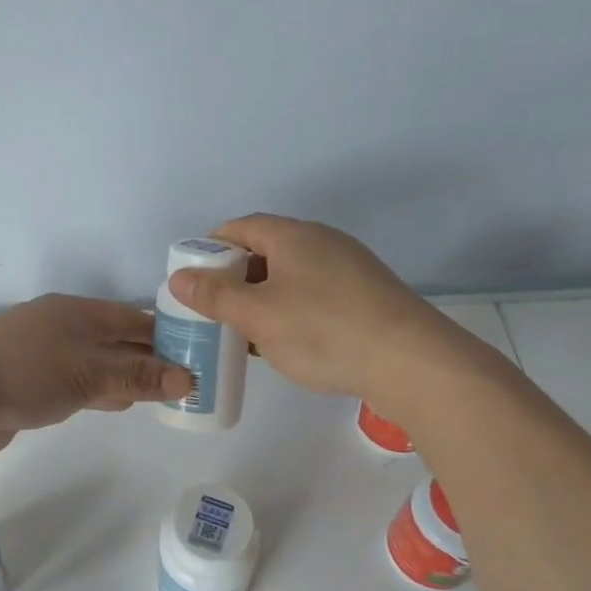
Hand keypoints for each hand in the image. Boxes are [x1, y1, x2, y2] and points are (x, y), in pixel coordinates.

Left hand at [0, 294, 193, 454]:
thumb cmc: (26, 374)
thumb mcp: (89, 373)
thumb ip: (137, 376)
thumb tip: (187, 378)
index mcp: (75, 312)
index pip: (132, 319)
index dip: (165, 334)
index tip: (197, 350)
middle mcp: (60, 327)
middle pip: (115, 340)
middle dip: (148, 357)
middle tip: (186, 377)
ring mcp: (41, 355)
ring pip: (96, 363)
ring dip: (126, 377)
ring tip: (162, 392)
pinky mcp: (28, 383)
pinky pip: (76, 383)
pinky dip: (100, 391)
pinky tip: (118, 404)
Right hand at [167, 214, 435, 399]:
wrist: (411, 362)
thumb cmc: (323, 331)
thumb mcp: (257, 316)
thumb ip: (214, 296)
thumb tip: (179, 277)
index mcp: (293, 236)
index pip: (239, 227)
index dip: (210, 249)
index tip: (193, 280)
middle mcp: (322, 241)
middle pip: (265, 249)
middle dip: (235, 277)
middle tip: (215, 309)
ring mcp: (349, 268)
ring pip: (291, 275)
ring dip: (263, 297)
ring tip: (246, 330)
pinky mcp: (366, 295)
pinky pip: (315, 293)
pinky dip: (292, 309)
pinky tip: (287, 341)